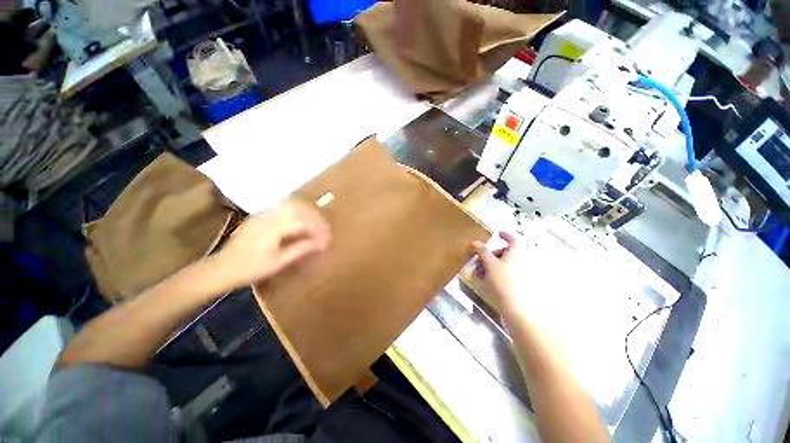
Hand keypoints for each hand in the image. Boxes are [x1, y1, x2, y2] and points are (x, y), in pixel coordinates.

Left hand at [212, 200, 331, 287]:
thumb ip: (301, 248)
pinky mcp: (259, 216)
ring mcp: (262, 214)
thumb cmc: (250, 268)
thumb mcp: (279, 262)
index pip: (304, 220)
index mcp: (274, 227)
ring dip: (306, 212)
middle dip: (315, 216)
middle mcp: (269, 215)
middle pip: (299, 207)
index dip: (319, 227)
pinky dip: (296, 212)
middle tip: (325, 228)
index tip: (328, 236)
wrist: (221, 268)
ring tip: (315, 224)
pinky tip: (299, 222)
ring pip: (291, 204)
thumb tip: (321, 243)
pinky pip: (282, 208)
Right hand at [472, 231, 517, 307]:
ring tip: (478, 274)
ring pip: (504, 264)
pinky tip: (486, 281)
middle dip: (490, 254)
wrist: (518, 310)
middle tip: (478, 260)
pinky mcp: (520, 284)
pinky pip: (507, 274)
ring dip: (490, 265)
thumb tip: (475, 242)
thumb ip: (483, 252)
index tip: (497, 233)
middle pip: (505, 252)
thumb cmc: (504, 282)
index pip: (512, 238)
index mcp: (517, 253)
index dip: (505, 235)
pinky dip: (496, 273)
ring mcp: (522, 273)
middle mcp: (522, 260)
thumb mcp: (490, 265)